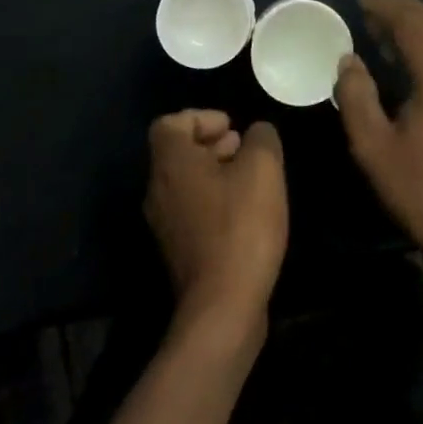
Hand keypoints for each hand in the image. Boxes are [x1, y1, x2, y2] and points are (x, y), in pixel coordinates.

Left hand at [144, 111, 287, 333]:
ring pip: (185, 182)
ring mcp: (164, 224)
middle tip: (243, 147)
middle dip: (212, 143)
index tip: (232, 126)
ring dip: (215, 172)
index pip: (170, 123)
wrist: (223, 306)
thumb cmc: (241, 226)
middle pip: (177, 152)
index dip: (201, 117)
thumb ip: (262, 139)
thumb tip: (257, 133)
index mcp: (171, 163)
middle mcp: (158, 190)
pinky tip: (245, 213)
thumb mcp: (263, 169)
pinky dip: (214, 200)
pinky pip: (192, 210)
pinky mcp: (178, 251)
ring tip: (250, 178)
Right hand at [333, 0, 422, 250]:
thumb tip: (349, 59)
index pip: (413, 24)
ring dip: (417, 23)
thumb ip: (356, 96)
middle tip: (370, 6)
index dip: (385, 6)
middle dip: (402, 8)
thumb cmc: (420, 189)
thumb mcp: (373, 147)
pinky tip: (410, 53)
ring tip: (384, 25)